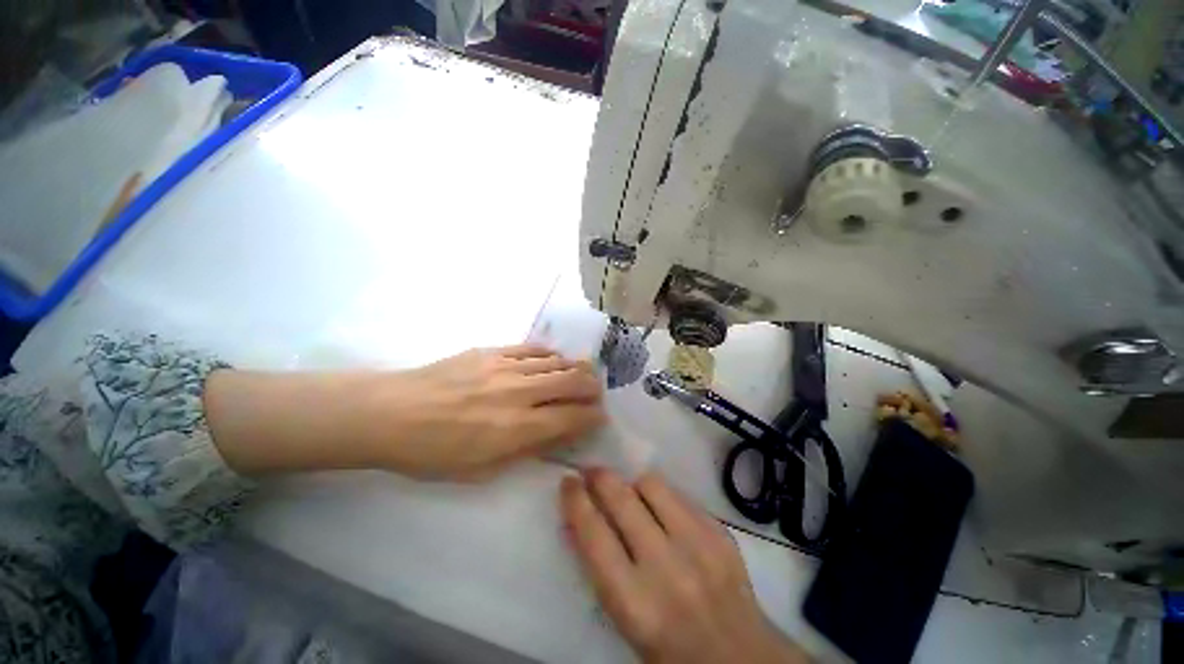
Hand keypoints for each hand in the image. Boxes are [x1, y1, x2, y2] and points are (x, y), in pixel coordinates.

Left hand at [370, 345, 605, 477]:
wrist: (390, 413)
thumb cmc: (432, 452)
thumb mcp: (481, 470)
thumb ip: (525, 450)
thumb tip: (557, 435)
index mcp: (516, 428)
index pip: (572, 417)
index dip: (593, 417)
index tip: (599, 418)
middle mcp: (519, 393)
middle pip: (573, 382)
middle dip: (593, 388)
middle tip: (595, 394)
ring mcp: (506, 367)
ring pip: (558, 362)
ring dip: (576, 369)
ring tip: (581, 375)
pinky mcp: (492, 350)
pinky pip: (534, 348)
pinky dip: (551, 356)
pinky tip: (553, 361)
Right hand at [560, 469, 806, 663]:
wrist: (739, 659)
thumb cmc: (669, 648)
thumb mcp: (624, 618)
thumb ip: (599, 568)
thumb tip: (576, 520)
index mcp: (635, 602)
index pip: (593, 534)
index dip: (575, 500)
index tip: (568, 481)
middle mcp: (667, 567)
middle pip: (622, 498)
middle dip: (600, 477)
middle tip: (591, 472)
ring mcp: (699, 545)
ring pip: (652, 484)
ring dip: (633, 484)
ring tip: (630, 494)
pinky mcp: (720, 533)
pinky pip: (680, 494)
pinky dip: (662, 495)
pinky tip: (661, 508)